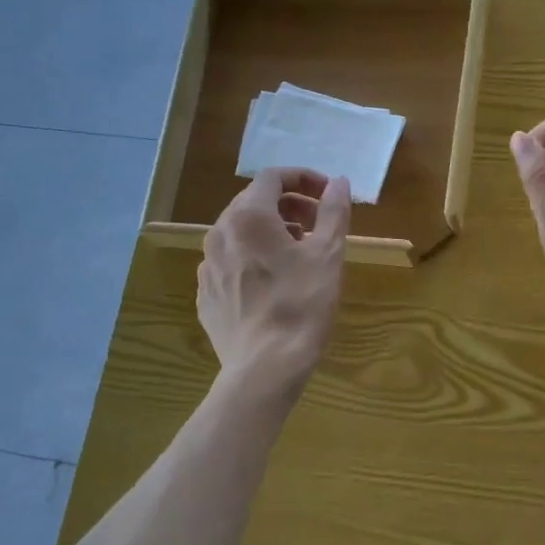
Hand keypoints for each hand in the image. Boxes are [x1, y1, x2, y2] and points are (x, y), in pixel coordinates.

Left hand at [199, 168, 350, 399]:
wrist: (265, 367)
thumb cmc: (302, 305)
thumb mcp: (328, 255)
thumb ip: (333, 211)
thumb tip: (339, 182)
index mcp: (248, 217)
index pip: (272, 177)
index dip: (303, 178)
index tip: (327, 194)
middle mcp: (220, 233)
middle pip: (253, 202)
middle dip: (289, 206)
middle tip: (318, 225)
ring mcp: (207, 265)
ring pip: (240, 233)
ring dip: (271, 232)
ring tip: (299, 253)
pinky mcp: (205, 294)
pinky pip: (230, 262)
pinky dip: (253, 259)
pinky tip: (274, 283)